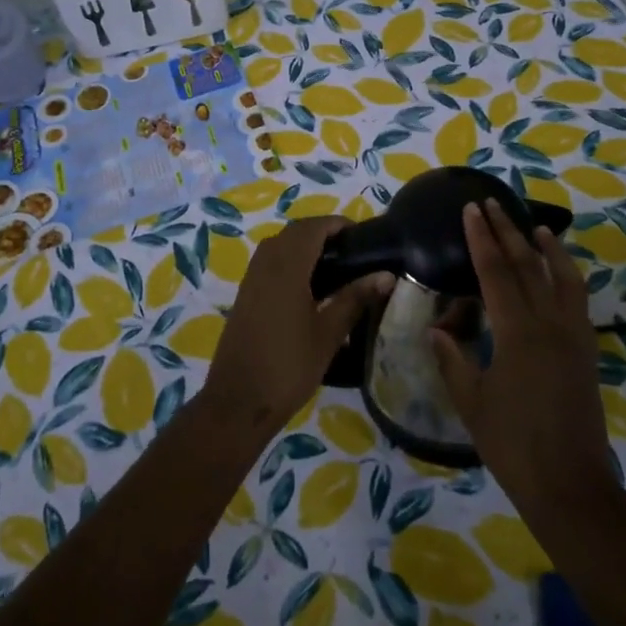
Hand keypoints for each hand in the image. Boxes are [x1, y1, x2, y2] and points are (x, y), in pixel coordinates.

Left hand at [201, 217, 393, 435]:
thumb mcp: (328, 334)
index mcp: (286, 267)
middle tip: (352, 252)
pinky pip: (269, 262)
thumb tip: (387, 275)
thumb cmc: (288, 367)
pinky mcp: (245, 294)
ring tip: (335, 268)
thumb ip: (355, 299)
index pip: (312, 227)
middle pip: (294, 232)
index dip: (336, 224)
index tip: (362, 235)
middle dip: (322, 233)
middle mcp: (265, 264)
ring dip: (304, 246)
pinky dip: (290, 261)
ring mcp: (251, 279)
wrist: (238, 402)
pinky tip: (309, 287)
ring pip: (279, 245)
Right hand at [432, 200, 618, 519]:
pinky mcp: (586, 352)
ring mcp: (574, 336)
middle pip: (528, 265)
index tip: (471, 210)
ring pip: (563, 278)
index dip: (481, 238)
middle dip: (508, 231)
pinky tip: (558, 273)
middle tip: (492, 204)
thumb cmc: (513, 445)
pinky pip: (578, 300)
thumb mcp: (472, 403)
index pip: (496, 272)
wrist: (570, 485)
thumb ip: (453, 360)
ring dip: (547, 248)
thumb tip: (436, 331)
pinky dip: (567, 276)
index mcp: (518, 332)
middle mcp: (550, 324)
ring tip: (535, 226)